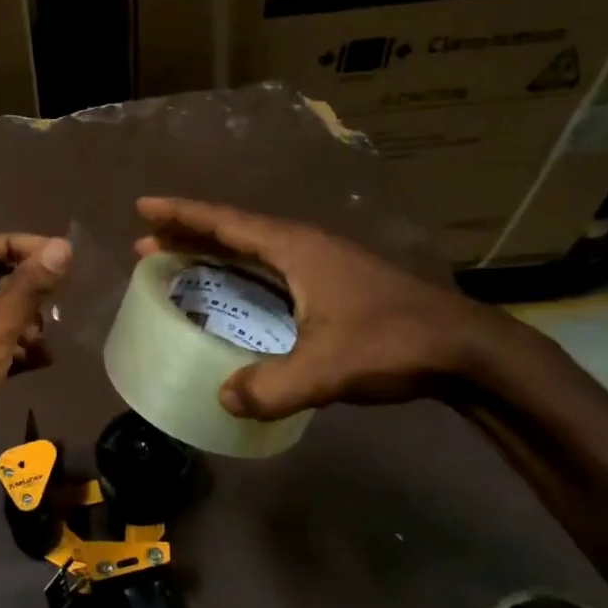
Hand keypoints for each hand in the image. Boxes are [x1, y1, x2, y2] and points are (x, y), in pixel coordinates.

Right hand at [135, 197, 506, 418]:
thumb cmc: (393, 343)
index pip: (227, 223)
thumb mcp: (328, 370)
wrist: (464, 349)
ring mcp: (321, 264)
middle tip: (146, 242)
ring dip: (214, 252)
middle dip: (189, 234)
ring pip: (253, 250)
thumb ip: (273, 387)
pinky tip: (234, 292)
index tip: (143, 209)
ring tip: (178, 261)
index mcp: (296, 249)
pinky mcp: (332, 284)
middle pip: (234, 231)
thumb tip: (223, 398)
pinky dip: (240, 273)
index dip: (182, 215)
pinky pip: (270, 269)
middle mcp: (304, 247)